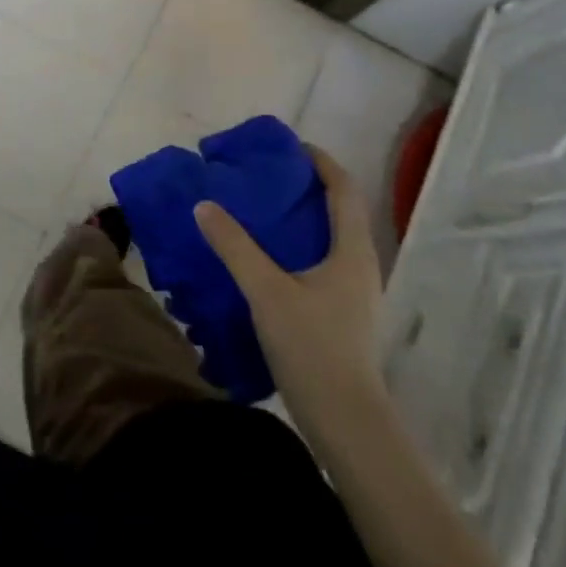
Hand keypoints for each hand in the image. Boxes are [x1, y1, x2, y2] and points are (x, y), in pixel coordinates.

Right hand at [194, 146, 387, 449]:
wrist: (345, 420)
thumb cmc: (312, 346)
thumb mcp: (266, 291)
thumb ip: (235, 246)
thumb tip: (205, 205)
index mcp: (352, 251)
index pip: (343, 190)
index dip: (321, 162)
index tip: (291, 146)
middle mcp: (360, 266)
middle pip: (340, 212)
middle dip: (307, 189)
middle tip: (267, 178)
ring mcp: (355, 293)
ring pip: (330, 240)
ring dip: (302, 220)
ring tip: (262, 213)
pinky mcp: (343, 315)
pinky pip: (322, 264)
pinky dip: (298, 248)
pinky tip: (267, 261)